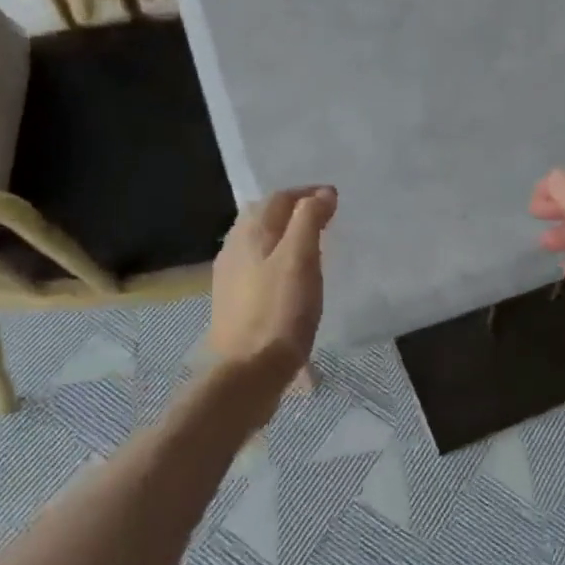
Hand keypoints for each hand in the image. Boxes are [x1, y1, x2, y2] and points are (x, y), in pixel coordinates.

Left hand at [205, 186, 336, 389]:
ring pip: (259, 241)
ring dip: (284, 235)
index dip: (307, 194)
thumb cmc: (280, 311)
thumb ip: (309, 220)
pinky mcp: (233, 301)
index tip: (334, 201)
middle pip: (264, 216)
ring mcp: (230, 276)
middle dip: (293, 210)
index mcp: (250, 232)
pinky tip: (290, 277)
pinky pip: (257, 265)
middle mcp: (234, 247)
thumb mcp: (301, 259)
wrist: (248, 371)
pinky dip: (276, 258)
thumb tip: (323, 193)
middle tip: (323, 219)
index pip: (279, 198)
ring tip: (311, 245)